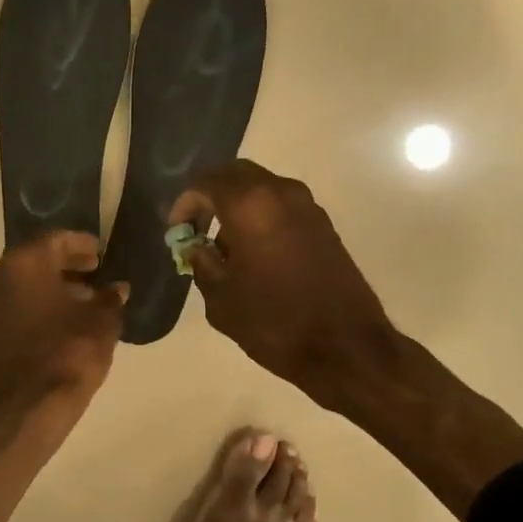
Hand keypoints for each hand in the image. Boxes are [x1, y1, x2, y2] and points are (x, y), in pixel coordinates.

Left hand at [0, 229, 127, 428]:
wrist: (30, 407)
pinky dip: (44, 304)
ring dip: (56, 285)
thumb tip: (117, 289)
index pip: (56, 240)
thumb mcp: (102, 321)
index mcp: (24, 263)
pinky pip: (22, 304)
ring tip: (88, 297)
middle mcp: (1, 277)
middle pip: (38, 259)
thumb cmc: (69, 353)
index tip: (100, 251)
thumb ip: (110, 298)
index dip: (81, 243)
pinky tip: (69, 318)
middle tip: (96, 269)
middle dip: (68, 263)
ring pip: (28, 283)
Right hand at [170, 160, 394, 411]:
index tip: (177, 233)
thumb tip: (194, 245)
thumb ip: (201, 262)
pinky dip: (259, 216)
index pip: (204, 182)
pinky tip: (252, 253)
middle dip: (209, 196)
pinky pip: (280, 205)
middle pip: (234, 175)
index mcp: (250, 205)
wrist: (345, 347)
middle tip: (195, 229)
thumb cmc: (274, 322)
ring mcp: (307, 206)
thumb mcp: (221, 299)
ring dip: (235, 206)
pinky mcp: (322, 224)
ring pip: (260, 188)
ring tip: (222, 247)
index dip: (184, 204)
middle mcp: (280, 192)